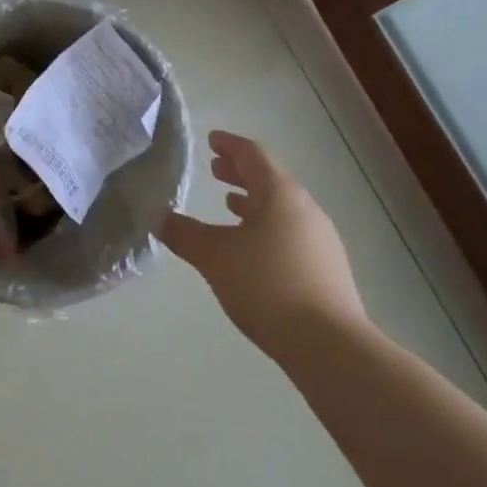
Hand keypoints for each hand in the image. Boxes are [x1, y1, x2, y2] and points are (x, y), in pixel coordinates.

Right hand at [163, 131, 366, 355]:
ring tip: (229, 205)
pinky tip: (253, 249)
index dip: (229, 145)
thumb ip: (183, 233)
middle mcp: (305, 208)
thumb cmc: (267, 286)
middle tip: (214, 169)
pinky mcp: (326, 269)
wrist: (330, 346)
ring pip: (281, 208)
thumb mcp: (214, 257)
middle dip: (240, 172)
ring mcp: (320, 239)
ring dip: (254, 201)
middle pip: (270, 179)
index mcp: (279, 193)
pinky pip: (290, 232)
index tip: (211, 140)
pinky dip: (267, 226)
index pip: (252, 154)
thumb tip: (156, 215)